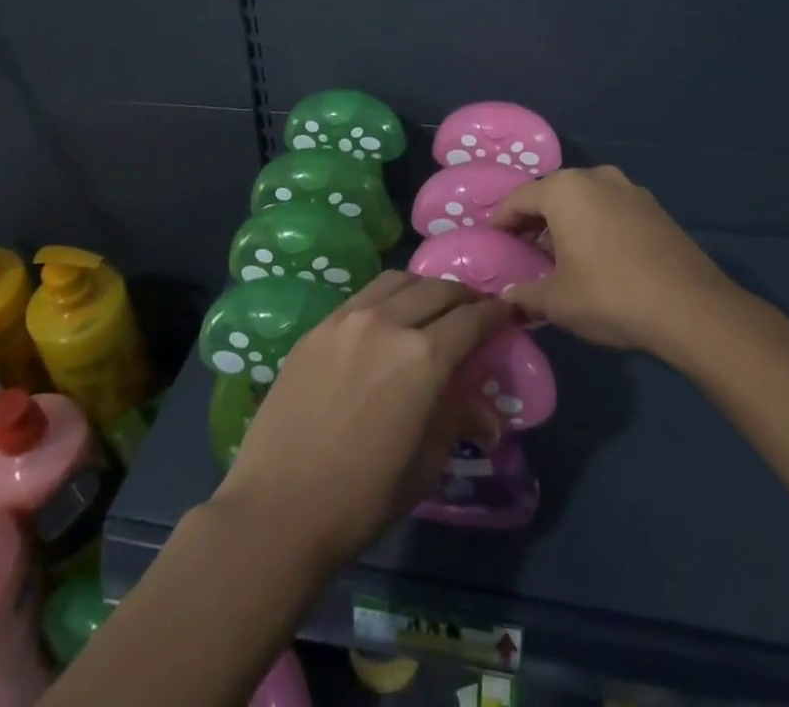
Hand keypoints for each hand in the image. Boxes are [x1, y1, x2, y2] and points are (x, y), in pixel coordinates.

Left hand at [213, 272, 511, 563]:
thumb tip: (489, 414)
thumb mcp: (425, 463)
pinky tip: (387, 318)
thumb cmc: (362, 497)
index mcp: (423, 357)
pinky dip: (388, 296)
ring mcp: (348, 319)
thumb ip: (457, 419)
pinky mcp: (319, 326)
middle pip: (438, 289)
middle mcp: (388, 322)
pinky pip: (364, 295)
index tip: (510, 312)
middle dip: (464, 296)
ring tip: (432, 307)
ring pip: (399, 281)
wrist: (278, 507)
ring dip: (425, 288)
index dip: (497, 313)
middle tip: (475, 310)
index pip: (472, 319)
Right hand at [490, 165, 735, 354]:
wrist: (692, 308)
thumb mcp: (557, 302)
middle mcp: (595, 176)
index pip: (518, 199)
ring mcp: (629, 188)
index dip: (501, 222)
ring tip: (560, 254)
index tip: (492, 242)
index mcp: (564, 189)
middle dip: (534, 219)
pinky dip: (595, 224)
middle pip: (551, 194)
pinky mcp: (654, 207)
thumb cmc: (611, 295)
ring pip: (583, 199)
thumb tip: (507, 297)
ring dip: (567, 221)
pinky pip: (610, 208)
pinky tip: (598, 255)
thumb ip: (524, 295)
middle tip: (522, 249)